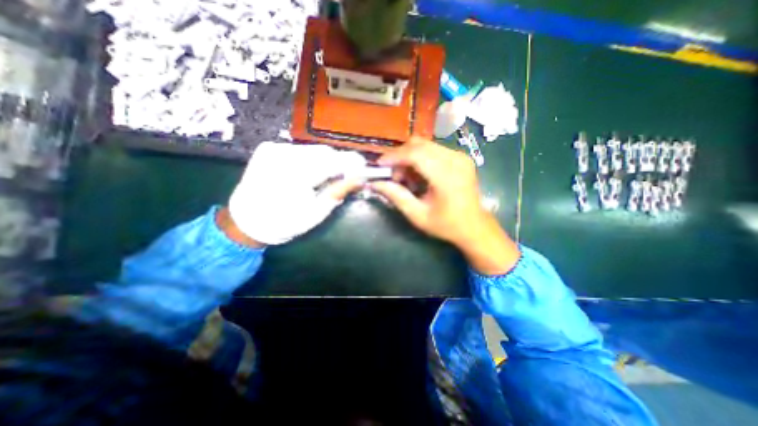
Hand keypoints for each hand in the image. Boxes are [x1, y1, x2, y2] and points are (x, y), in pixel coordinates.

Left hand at [226, 142, 364, 244]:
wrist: (244, 221)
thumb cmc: (283, 223)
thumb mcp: (315, 214)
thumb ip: (337, 193)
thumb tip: (359, 179)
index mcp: (295, 175)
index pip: (333, 161)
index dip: (352, 162)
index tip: (364, 167)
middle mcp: (283, 155)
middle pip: (324, 152)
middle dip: (339, 162)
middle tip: (346, 176)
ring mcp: (273, 148)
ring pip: (313, 149)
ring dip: (326, 161)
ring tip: (327, 176)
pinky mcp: (268, 148)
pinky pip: (300, 150)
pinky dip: (311, 159)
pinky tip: (309, 172)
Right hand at [369, 139, 520, 274]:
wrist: (474, 226)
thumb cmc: (446, 225)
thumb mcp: (417, 215)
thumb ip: (396, 196)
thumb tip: (375, 183)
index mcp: (446, 176)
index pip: (415, 154)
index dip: (394, 156)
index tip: (379, 165)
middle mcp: (455, 159)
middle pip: (419, 144)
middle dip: (400, 156)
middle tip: (394, 176)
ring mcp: (459, 156)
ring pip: (425, 145)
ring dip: (409, 157)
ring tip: (406, 178)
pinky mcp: (460, 156)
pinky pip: (433, 149)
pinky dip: (420, 158)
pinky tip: (419, 175)